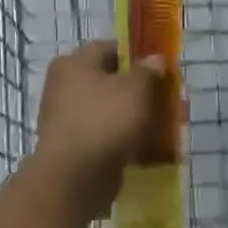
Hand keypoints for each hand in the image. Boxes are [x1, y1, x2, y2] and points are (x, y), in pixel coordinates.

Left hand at [33, 40, 168, 214]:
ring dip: (132, 116)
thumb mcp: (136, 88)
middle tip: (163, 98)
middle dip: (138, 89)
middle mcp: (64, 86)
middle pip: (110, 80)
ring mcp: (65, 118)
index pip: (110, 48)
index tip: (160, 69)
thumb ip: (148, 70)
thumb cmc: (104, 121)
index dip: (138, 56)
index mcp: (74, 63)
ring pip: (108, 109)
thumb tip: (155, 59)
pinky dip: (122, 138)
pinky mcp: (72, 146)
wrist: (74, 179)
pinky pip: (103, 135)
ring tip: (160, 125)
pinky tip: (145, 147)